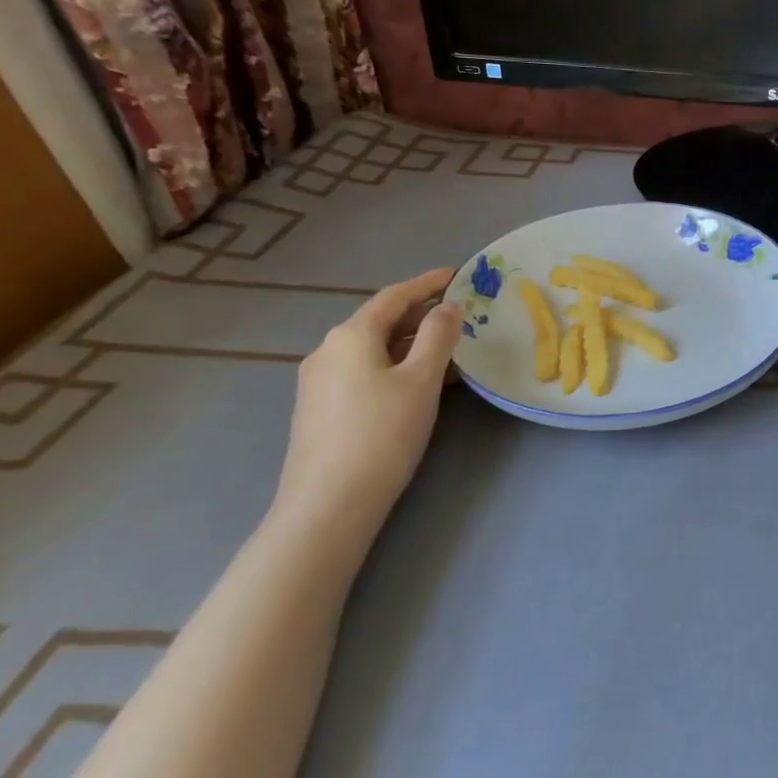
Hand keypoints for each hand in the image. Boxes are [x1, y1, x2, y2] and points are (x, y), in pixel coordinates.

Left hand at [271, 267, 461, 545]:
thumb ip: (438, 336)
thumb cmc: (383, 432)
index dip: (427, 283)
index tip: (457, 274)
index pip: (394, 296)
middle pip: (380, 321)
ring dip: (410, 342)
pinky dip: (394, 364)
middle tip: (459, 313)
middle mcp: (328, 350)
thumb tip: (448, 307)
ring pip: (373, 348)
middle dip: (420, 314)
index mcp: (351, 336)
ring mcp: (319, 381)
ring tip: (446, 349)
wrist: (329, 503)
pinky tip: (417, 382)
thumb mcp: (421, 379)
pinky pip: (363, 371)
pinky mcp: (320, 409)